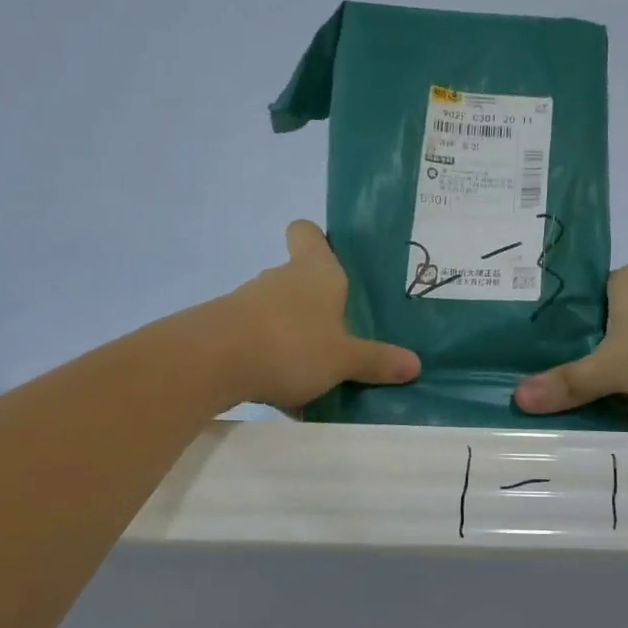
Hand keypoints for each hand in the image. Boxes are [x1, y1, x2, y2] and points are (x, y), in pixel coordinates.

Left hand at [219, 221, 420, 412]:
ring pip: (278, 313)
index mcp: (315, 272)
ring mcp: (249, 303)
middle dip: (317, 306)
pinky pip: (258, 341)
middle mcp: (281, 279)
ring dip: (293, 336)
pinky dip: (270, 361)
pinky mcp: (225, 330)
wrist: (212, 362)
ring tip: (315, 375)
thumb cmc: (291, 343)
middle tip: (341, 336)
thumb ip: (376, 361)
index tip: (328, 259)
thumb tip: (415, 364)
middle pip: (298, 279)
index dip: (315, 240)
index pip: (306, 233)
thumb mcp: (343, 359)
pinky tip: (283, 395)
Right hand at [514, 262, 627, 426]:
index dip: (562, 330)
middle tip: (564, 390)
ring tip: (594, 413)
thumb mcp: (611, 367)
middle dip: (593, 364)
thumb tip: (518, 399)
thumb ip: (567, 383)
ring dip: (623, 385)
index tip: (542, 358)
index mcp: (626, 281)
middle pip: (610, 331)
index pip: (583, 301)